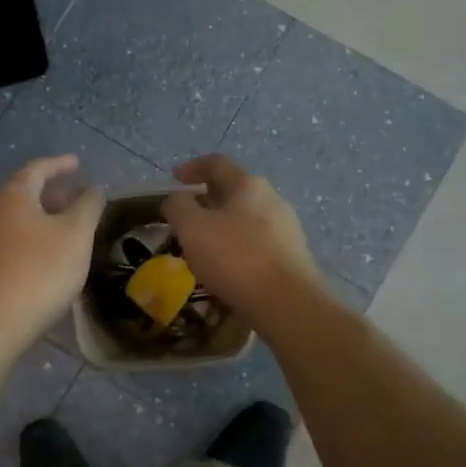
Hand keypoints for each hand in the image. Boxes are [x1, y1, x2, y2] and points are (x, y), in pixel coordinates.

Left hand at [0, 155, 103, 348]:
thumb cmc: (38, 272)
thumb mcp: (75, 236)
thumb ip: (87, 207)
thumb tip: (93, 189)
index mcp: (13, 195)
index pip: (37, 168)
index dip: (59, 164)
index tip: (76, 163)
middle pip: (22, 192)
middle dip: (50, 193)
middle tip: (74, 199)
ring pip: (13, 219)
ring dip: (38, 218)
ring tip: (62, 230)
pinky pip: (5, 241)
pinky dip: (26, 239)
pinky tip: (41, 258)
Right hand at [161, 154, 318, 318]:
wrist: (286, 302)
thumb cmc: (235, 257)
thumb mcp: (192, 228)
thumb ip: (178, 206)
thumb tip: (176, 199)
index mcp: (248, 185)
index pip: (216, 164)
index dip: (191, 167)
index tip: (173, 179)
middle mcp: (272, 199)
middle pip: (233, 191)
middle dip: (206, 201)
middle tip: (185, 219)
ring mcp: (286, 228)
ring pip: (246, 218)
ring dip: (222, 226)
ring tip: (203, 247)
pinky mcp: (292, 256)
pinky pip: (257, 243)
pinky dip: (237, 247)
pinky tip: (227, 268)